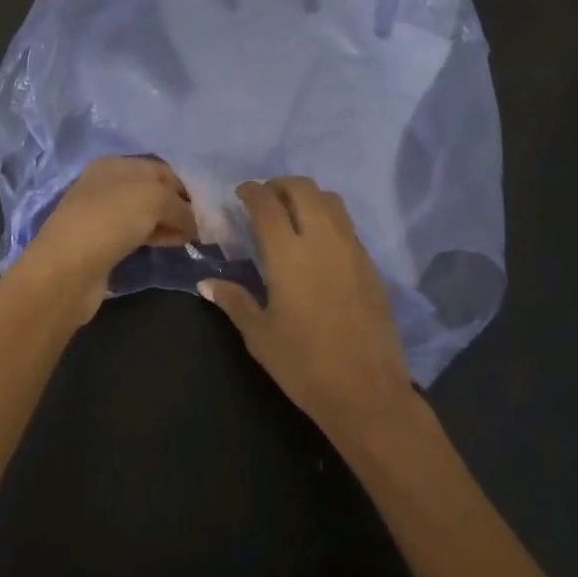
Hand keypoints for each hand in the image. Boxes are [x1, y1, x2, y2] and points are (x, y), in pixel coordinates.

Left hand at [14, 156, 197, 319]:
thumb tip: (194, 221)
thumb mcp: (154, 199)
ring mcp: (102, 215)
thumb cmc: (111, 220)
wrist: (67, 269)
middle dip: (179, 206)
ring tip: (194, 238)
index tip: (207, 206)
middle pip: (153, 191)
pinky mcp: (102, 243)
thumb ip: (180, 206)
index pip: (160, 169)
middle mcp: (106, 185)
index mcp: (115, 165)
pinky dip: (157, 237)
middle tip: (204, 224)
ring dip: (170, 223)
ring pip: (146, 214)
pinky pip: (137, 234)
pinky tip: (174, 245)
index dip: (185, 185)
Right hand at [201, 177, 416, 440]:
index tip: (241, 193)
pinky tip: (317, 243)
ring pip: (331, 201)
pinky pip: (347, 225)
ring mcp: (352, 250)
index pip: (267, 205)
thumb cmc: (303, 365)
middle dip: (281, 185)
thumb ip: (234, 301)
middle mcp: (323, 241)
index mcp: (289, 255)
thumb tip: (206, 284)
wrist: (367, 391)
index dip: (252, 191)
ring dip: (308, 197)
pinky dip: (328, 218)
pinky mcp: (371, 265)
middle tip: (265, 198)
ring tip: (292, 213)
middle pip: (304, 190)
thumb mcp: (260, 335)